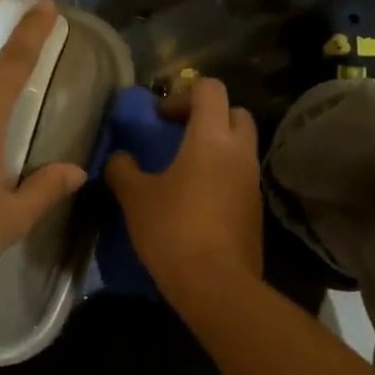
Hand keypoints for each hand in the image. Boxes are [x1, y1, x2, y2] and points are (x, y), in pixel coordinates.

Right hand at [105, 78, 261, 296]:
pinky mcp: (255, 209)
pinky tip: (196, 201)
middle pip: (235, 113)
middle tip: (178, 135)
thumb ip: (123, 169)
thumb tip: (119, 158)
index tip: (160, 118)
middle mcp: (239, 152)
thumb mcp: (135, 198)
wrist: (216, 285)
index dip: (183, 95)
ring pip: (241, 147)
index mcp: (212, 138)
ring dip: (216, 148)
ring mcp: (252, 181)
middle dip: (208, 116)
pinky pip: (240, 177)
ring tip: (183, 170)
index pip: (210, 89)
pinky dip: (222, 176)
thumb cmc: (173, 230)